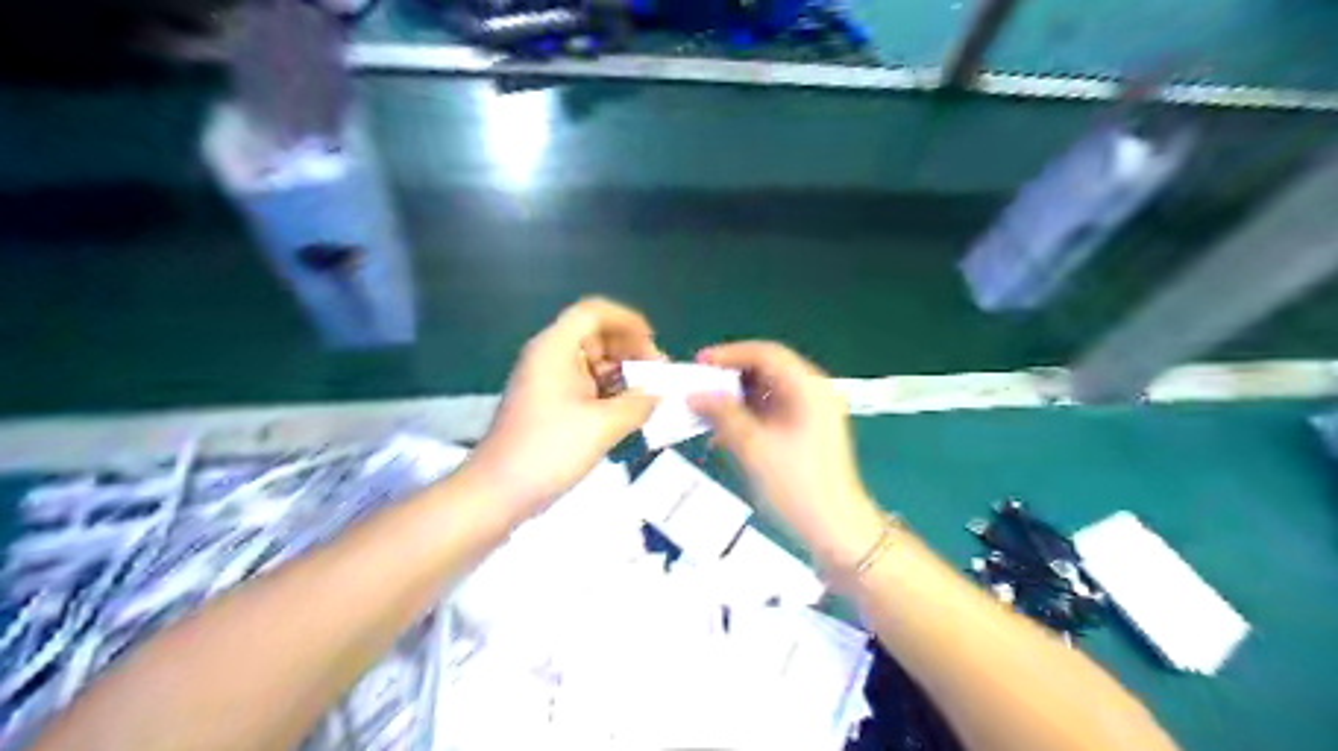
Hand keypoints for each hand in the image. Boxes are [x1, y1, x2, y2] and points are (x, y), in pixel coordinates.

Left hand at [467, 297, 663, 519]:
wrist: (497, 492)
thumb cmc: (549, 450)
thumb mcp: (603, 425)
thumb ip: (639, 404)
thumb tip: (659, 394)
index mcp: (555, 348)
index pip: (594, 313)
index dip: (628, 321)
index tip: (654, 345)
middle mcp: (549, 356)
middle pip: (595, 336)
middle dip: (629, 351)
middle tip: (658, 375)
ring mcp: (547, 381)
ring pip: (592, 363)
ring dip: (622, 374)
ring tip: (649, 396)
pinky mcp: (548, 404)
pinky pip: (584, 385)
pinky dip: (608, 392)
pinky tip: (629, 411)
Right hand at [690, 344, 886, 564]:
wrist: (836, 531)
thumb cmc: (797, 486)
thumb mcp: (754, 448)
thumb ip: (723, 415)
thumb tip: (694, 394)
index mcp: (808, 388)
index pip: (766, 354)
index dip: (730, 354)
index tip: (699, 364)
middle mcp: (813, 393)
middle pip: (767, 371)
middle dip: (730, 379)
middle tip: (698, 389)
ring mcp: (813, 413)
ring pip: (768, 393)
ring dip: (736, 400)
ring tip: (706, 413)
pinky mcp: (808, 432)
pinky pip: (773, 413)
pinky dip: (748, 418)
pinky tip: (725, 435)